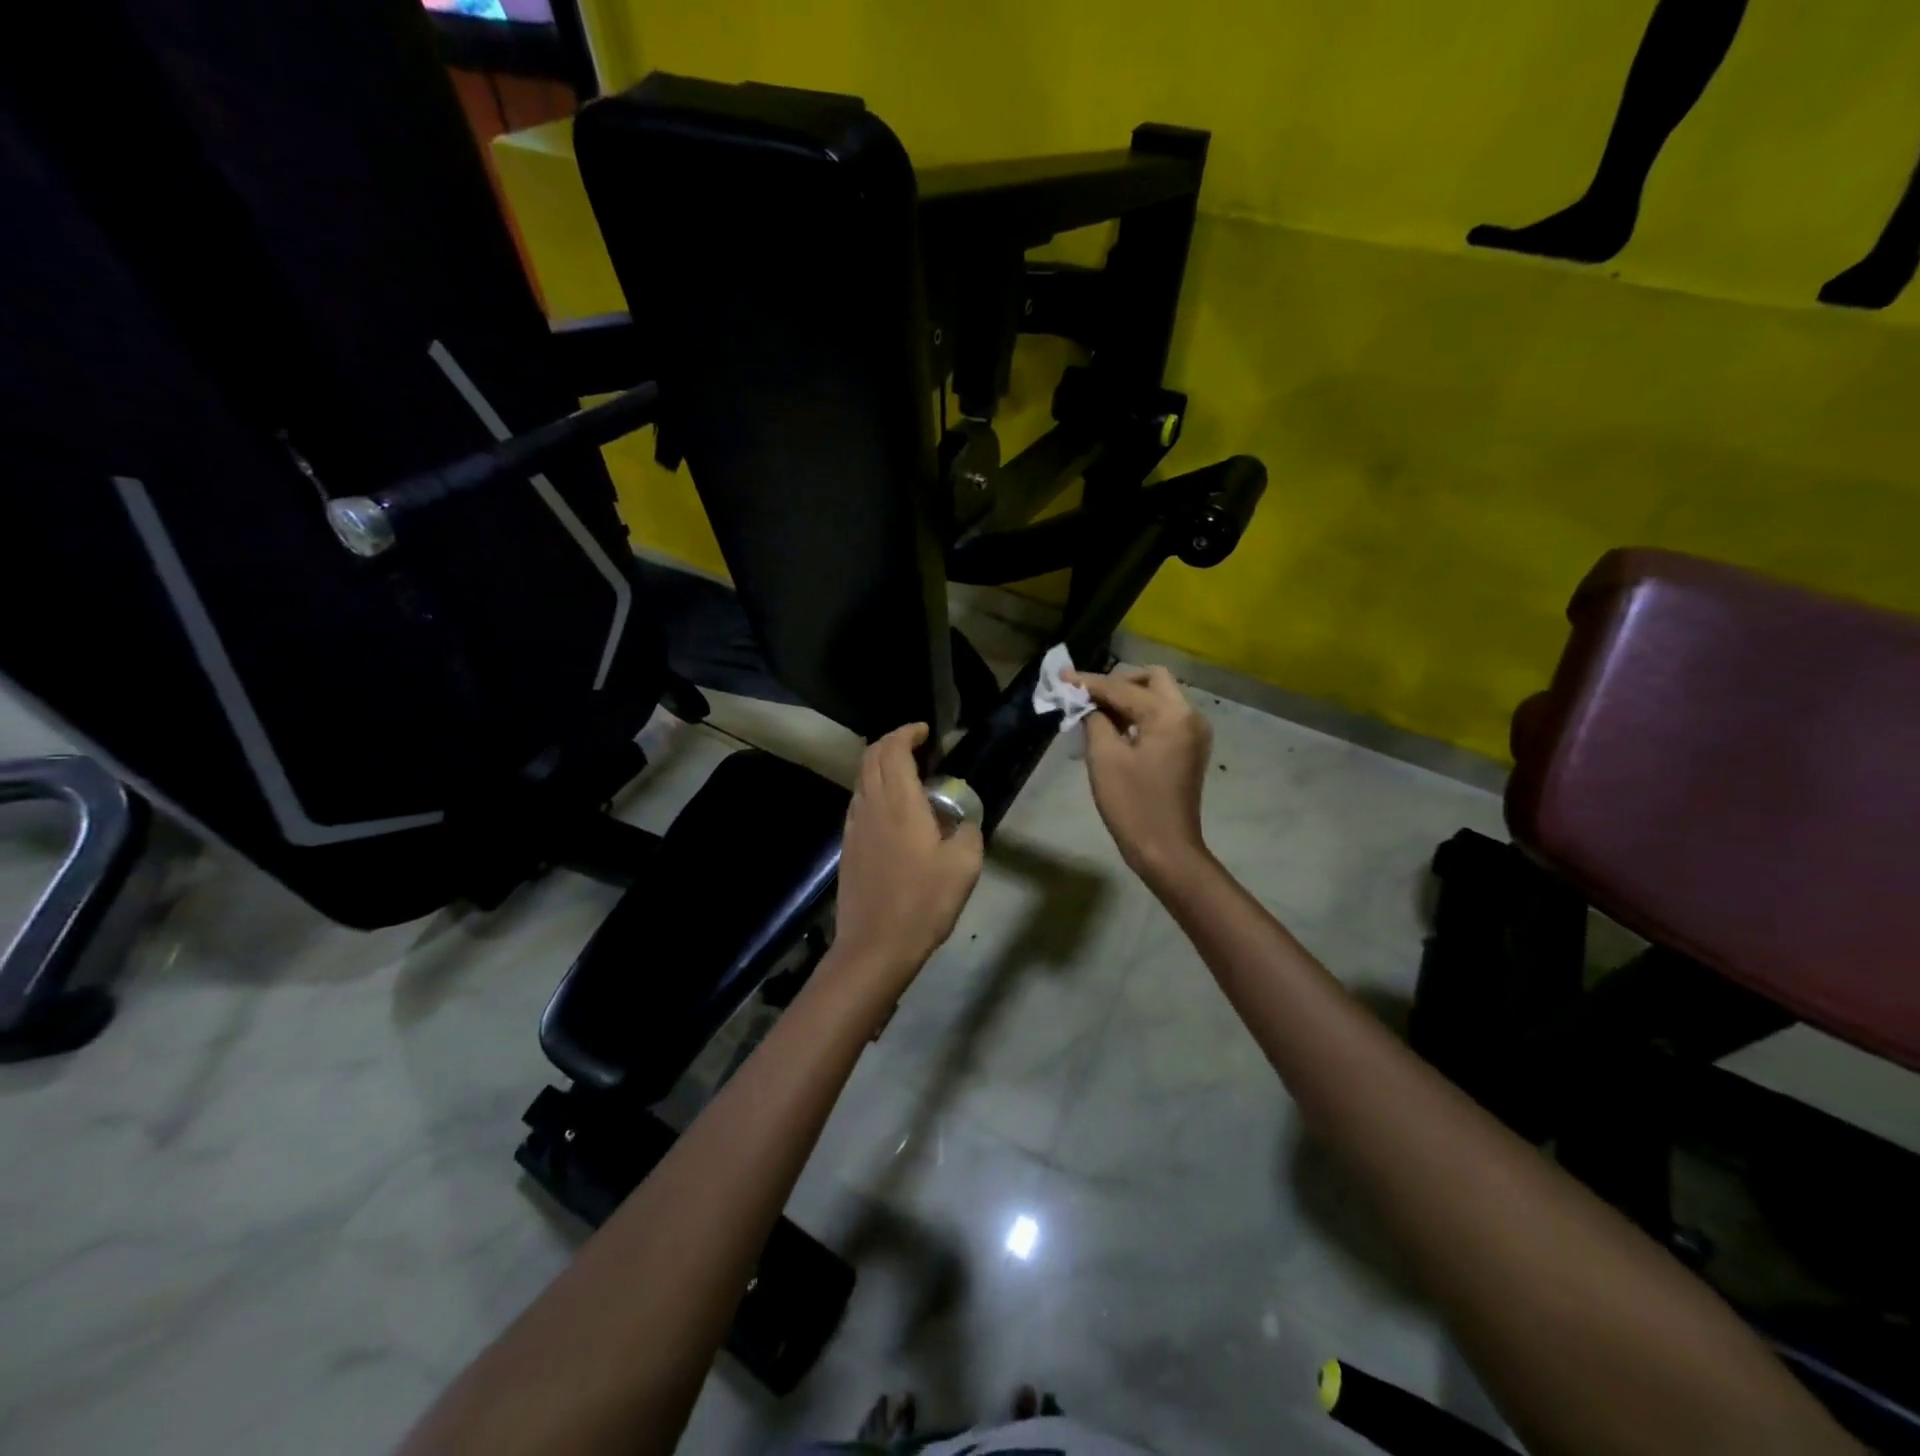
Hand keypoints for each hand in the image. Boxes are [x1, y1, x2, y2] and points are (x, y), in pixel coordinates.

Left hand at [832, 723, 984, 993]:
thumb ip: (968, 833)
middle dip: (891, 742)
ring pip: (861, 780)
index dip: (906, 733)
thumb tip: (962, 822)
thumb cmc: (923, 903)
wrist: (875, 946)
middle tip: (916, 745)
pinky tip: (892, 810)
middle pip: (871, 758)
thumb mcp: (964, 866)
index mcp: (899, 804)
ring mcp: (854, 827)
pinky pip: (859, 802)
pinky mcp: (849, 847)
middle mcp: (871, 807)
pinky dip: (874, 790)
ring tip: (907, 774)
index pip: (893, 751)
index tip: (924, 731)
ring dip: (880, 766)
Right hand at [1068, 665, 1214, 882]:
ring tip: (1095, 711)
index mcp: (1170, 715)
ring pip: (1159, 696)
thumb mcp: (1104, 757)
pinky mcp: (1189, 748)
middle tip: (1087, 695)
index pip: (1123, 688)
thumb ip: (1095, 719)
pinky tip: (1115, 727)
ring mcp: (1193, 732)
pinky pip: (1163, 717)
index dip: (1090, 683)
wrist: (1165, 849)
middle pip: (1152, 679)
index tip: (1062, 677)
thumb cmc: (1132, 804)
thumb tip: (1088, 702)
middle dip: (1117, 682)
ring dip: (1128, 697)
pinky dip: (1139, 715)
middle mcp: (1189, 715)